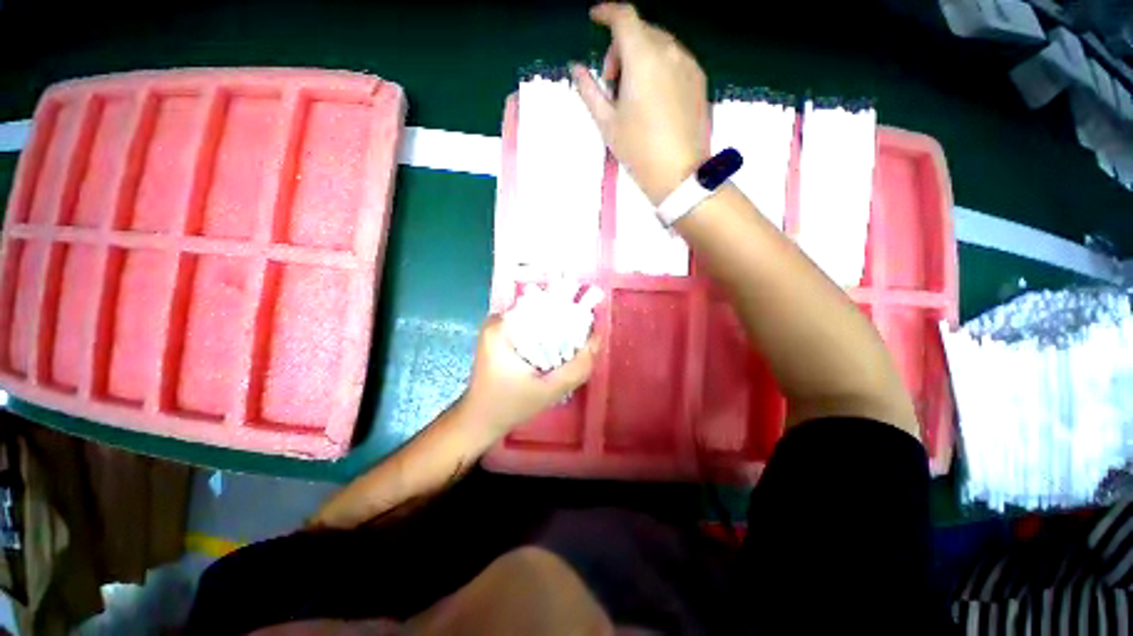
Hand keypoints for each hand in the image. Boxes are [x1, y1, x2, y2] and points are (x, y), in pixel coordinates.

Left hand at [458, 315, 600, 435]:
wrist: (479, 420)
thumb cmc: (509, 406)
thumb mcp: (549, 391)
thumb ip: (577, 367)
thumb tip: (597, 339)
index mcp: (502, 327)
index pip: (544, 305)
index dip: (568, 314)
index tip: (585, 329)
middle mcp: (498, 320)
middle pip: (541, 311)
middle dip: (563, 324)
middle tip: (579, 343)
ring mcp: (498, 327)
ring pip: (537, 319)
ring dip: (555, 332)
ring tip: (568, 349)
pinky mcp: (500, 336)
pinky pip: (530, 328)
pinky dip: (544, 337)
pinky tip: (553, 353)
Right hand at [572, 3, 708, 204]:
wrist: (680, 173)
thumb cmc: (638, 150)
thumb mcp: (607, 123)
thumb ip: (590, 91)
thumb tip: (577, 69)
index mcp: (643, 58)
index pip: (624, 17)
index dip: (606, 12)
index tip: (595, 18)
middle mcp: (669, 51)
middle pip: (641, 30)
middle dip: (621, 46)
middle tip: (613, 83)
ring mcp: (688, 63)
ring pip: (659, 43)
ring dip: (641, 56)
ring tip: (634, 94)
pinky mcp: (699, 79)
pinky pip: (675, 58)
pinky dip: (659, 66)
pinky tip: (654, 97)